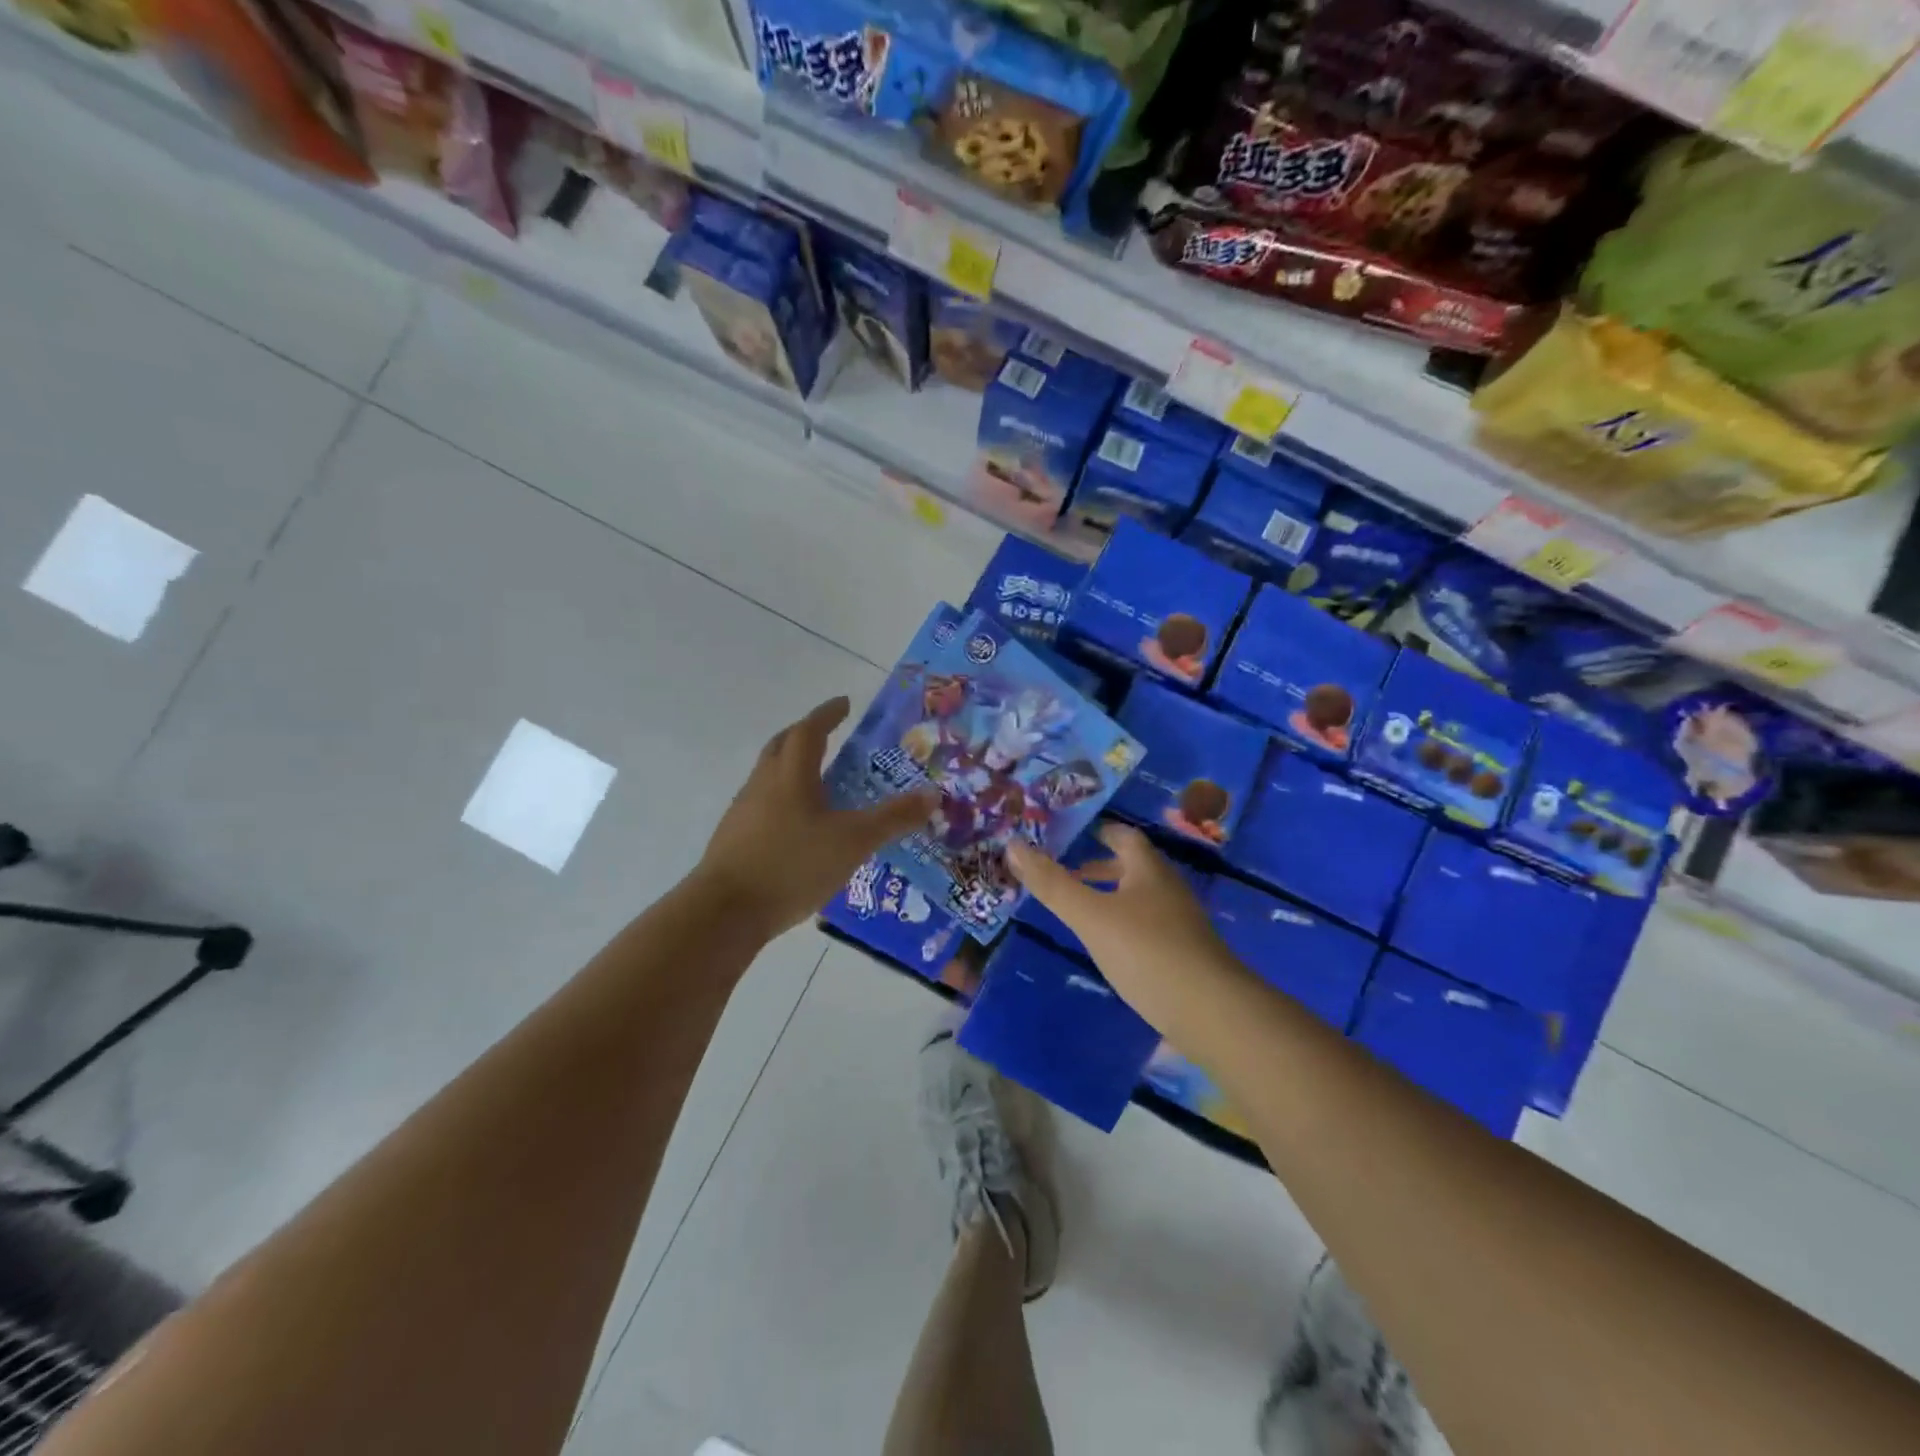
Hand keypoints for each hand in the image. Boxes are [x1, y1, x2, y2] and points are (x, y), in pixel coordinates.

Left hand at [696, 697, 938, 938]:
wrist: (725, 912)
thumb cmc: (792, 865)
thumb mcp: (853, 841)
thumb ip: (893, 818)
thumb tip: (932, 795)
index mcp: (791, 774)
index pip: (809, 730)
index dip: (828, 714)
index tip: (844, 704)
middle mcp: (763, 784)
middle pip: (781, 746)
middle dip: (805, 734)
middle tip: (828, 734)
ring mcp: (744, 811)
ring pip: (769, 776)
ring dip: (792, 768)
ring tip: (819, 782)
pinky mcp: (735, 839)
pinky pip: (763, 805)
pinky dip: (783, 800)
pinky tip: (799, 826)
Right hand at [1007, 823, 1224, 1025]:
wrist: (1212, 1013)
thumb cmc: (1147, 952)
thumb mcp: (1090, 916)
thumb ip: (1052, 883)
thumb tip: (1013, 845)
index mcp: (1149, 870)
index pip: (1123, 836)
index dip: (1097, 831)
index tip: (1067, 835)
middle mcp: (1168, 889)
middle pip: (1132, 867)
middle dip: (1098, 867)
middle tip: (1063, 873)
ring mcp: (1180, 923)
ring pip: (1139, 898)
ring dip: (1109, 897)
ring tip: (1077, 911)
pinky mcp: (1183, 954)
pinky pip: (1146, 927)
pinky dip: (1121, 925)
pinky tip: (1106, 947)